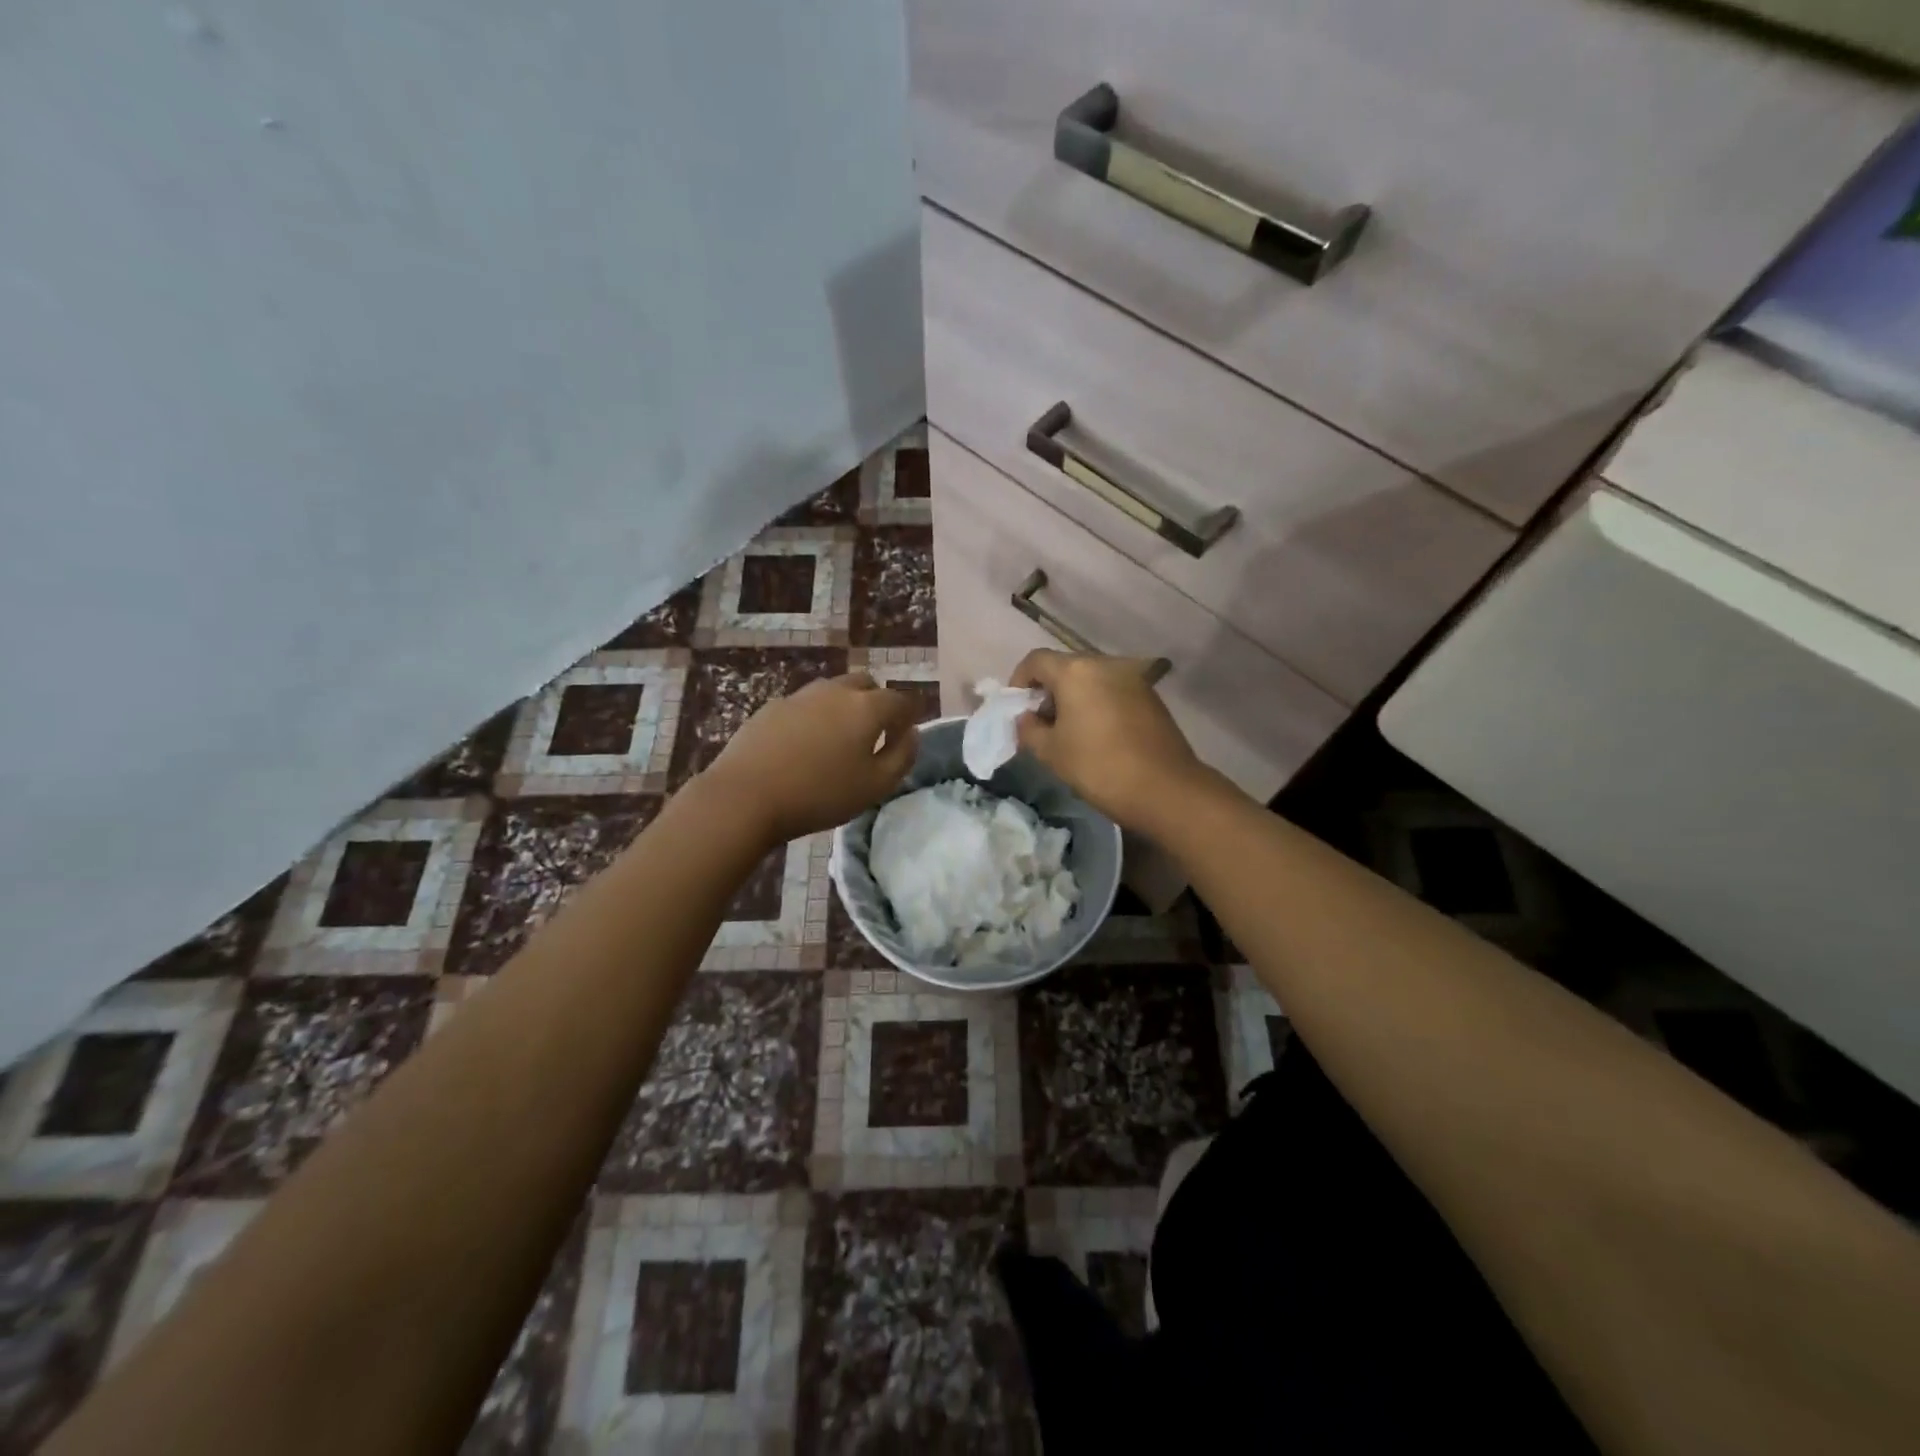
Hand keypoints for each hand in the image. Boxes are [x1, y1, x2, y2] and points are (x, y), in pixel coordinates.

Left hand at [702, 673, 919, 843]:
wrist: (746, 796)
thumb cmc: (820, 794)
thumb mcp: (876, 786)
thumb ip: (902, 756)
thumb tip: (911, 733)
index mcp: (867, 707)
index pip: (900, 700)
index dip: (908, 717)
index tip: (904, 738)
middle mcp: (836, 691)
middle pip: (866, 684)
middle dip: (876, 703)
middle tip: (872, 735)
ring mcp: (800, 696)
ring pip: (833, 691)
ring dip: (844, 708)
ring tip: (837, 741)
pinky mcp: (771, 707)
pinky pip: (804, 705)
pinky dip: (814, 718)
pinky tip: (803, 747)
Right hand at [1012, 650, 1207, 836]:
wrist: (1165, 789)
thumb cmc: (1099, 766)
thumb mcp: (1051, 752)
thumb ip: (1029, 729)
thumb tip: (1026, 718)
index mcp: (1076, 671)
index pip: (1035, 660)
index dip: (1019, 681)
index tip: (1018, 709)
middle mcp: (1105, 664)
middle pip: (1065, 667)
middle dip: (1048, 690)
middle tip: (1041, 723)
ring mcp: (1132, 678)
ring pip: (1091, 678)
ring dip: (1075, 697)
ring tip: (1070, 731)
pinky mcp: (1150, 695)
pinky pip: (1113, 690)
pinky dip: (1098, 703)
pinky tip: (1098, 734)